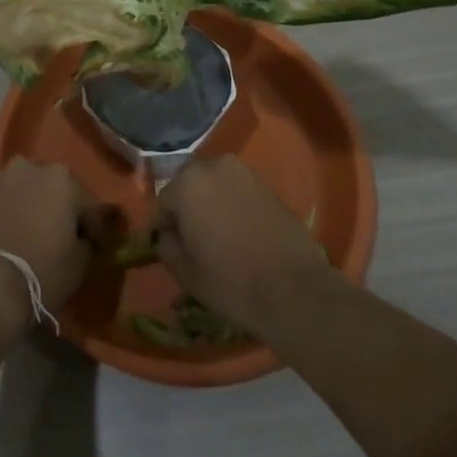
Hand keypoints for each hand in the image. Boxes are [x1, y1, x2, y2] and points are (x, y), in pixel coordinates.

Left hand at [0, 159, 100, 330]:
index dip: (98, 228)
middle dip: (64, 211)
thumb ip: (88, 242)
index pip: (91, 204)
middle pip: (57, 190)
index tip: (99, 247)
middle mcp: (31, 167)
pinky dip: (15, 215)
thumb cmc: (40, 271)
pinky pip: (7, 204)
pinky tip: (16, 238)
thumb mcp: (79, 264)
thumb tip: (85, 238)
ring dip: (37, 210)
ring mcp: (1, 179)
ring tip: (38, 239)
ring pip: (29, 193)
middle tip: (67, 239)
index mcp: (62, 177)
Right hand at [155, 155, 337, 335]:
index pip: (163, 202)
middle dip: (185, 207)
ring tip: (215, 235)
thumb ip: (166, 247)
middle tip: (189, 239)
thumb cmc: (232, 282)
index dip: (161, 226)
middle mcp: (214, 167)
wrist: (296, 290)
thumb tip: (167, 235)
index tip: (164, 245)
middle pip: (189, 186)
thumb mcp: (186, 273)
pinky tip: (239, 232)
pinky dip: (232, 205)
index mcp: (188, 184)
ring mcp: (245, 173)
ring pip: (214, 185)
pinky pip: (238, 191)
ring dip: (210, 203)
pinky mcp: (268, 185)